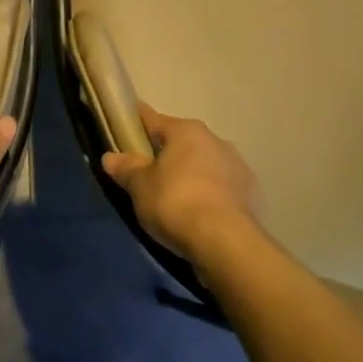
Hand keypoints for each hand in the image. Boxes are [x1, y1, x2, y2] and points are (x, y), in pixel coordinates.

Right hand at [101, 103, 262, 260]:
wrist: (226, 241)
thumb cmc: (175, 203)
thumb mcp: (140, 187)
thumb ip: (126, 169)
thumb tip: (110, 157)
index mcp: (186, 131)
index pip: (154, 119)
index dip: (139, 121)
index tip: (129, 121)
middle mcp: (215, 139)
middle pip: (183, 142)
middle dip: (168, 154)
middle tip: (151, 173)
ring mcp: (238, 165)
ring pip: (207, 164)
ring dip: (194, 174)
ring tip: (179, 199)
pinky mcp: (252, 192)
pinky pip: (225, 188)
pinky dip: (213, 195)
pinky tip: (204, 214)